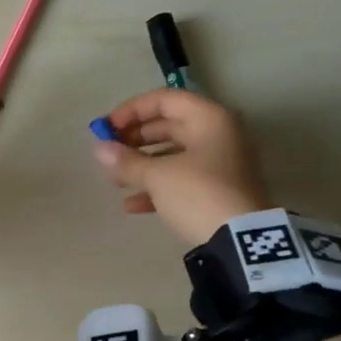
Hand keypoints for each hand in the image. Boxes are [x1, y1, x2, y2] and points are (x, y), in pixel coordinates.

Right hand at [92, 89, 272, 243]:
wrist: (240, 240)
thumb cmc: (198, 194)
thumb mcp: (158, 176)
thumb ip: (126, 161)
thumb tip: (99, 149)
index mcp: (209, 119)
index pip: (165, 100)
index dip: (131, 111)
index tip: (106, 128)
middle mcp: (218, 135)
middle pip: (169, 126)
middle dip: (134, 139)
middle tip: (108, 153)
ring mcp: (220, 164)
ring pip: (173, 155)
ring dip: (142, 164)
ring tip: (114, 180)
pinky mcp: (217, 191)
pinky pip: (181, 180)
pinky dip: (157, 187)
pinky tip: (131, 205)